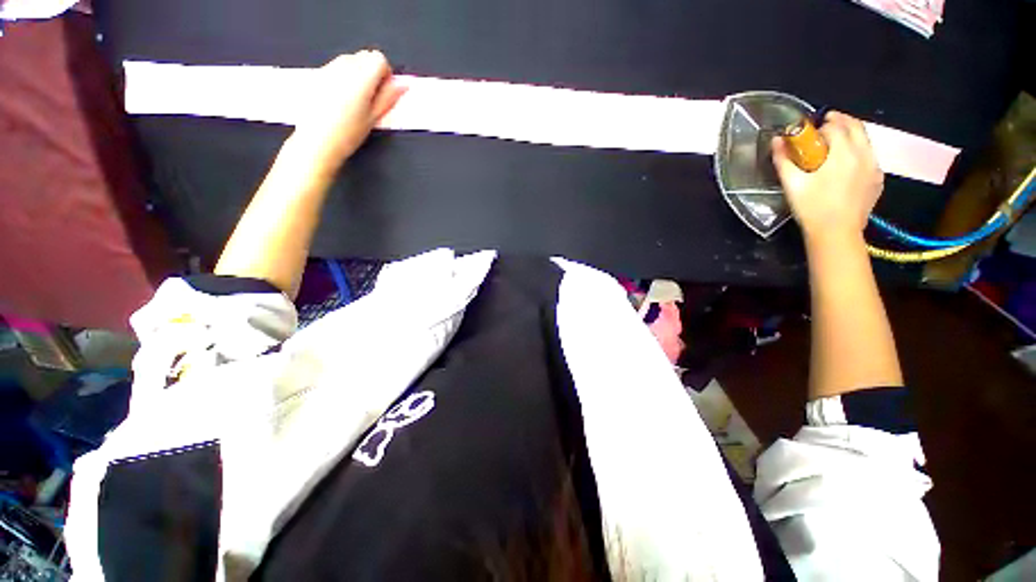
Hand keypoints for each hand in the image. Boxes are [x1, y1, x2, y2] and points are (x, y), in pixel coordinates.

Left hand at [291, 50, 405, 175]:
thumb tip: (403, 85)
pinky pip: (335, 68)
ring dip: (356, 76)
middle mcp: (342, 67)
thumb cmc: (345, 134)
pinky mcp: (316, 75)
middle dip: (371, 73)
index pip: (379, 59)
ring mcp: (327, 69)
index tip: (384, 92)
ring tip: (355, 102)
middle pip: (364, 56)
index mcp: (360, 77)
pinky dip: (341, 79)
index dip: (385, 75)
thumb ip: (389, 97)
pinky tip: (340, 101)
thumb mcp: (374, 118)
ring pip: (349, 61)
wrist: (317, 142)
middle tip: (371, 99)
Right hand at [771, 112, 883, 245]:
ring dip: (851, 134)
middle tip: (825, 125)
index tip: (811, 128)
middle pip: (856, 126)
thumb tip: (776, 140)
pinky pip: (870, 157)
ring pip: (866, 140)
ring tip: (835, 143)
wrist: (836, 233)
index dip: (822, 124)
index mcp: (843, 153)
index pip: (835, 126)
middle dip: (841, 121)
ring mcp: (874, 167)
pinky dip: (859, 151)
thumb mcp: (792, 184)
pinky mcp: (877, 179)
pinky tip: (847, 163)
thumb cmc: (811, 207)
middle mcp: (863, 154)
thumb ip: (783, 160)